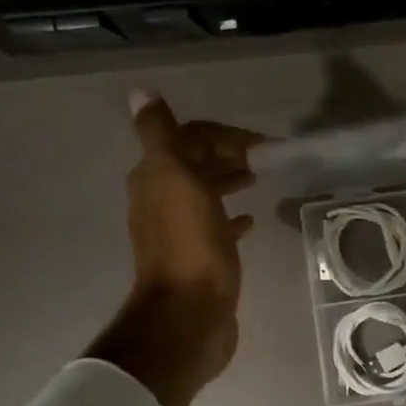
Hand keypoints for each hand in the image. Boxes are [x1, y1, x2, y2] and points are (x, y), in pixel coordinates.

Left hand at [86, 91, 264, 405]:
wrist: (191, 312)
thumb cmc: (190, 244)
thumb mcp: (174, 179)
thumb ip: (159, 135)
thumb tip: (140, 92)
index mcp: (155, 178)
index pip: (187, 138)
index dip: (221, 134)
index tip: (259, 143)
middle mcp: (162, 201)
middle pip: (196, 165)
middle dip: (227, 155)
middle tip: (266, 159)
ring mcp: (181, 232)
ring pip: (206, 195)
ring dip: (229, 181)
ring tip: (259, 180)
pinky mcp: (201, 258)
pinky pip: (217, 227)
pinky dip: (232, 217)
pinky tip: (251, 221)